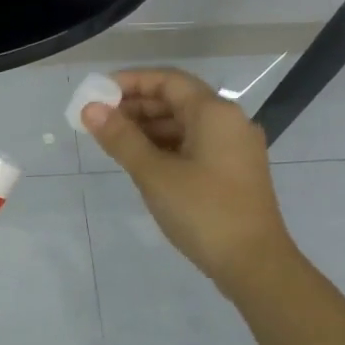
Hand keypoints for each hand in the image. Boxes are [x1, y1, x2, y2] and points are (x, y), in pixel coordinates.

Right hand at [82, 67, 295, 293]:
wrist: (254, 264)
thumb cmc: (203, 212)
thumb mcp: (154, 174)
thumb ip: (121, 138)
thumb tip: (90, 109)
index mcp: (215, 113)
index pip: (168, 80)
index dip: (131, 82)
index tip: (98, 93)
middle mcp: (229, 122)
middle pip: (178, 100)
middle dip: (137, 106)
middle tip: (99, 120)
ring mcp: (234, 148)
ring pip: (186, 125)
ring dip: (150, 128)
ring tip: (113, 141)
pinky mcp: (233, 172)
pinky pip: (195, 145)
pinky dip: (166, 146)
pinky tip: (142, 161)